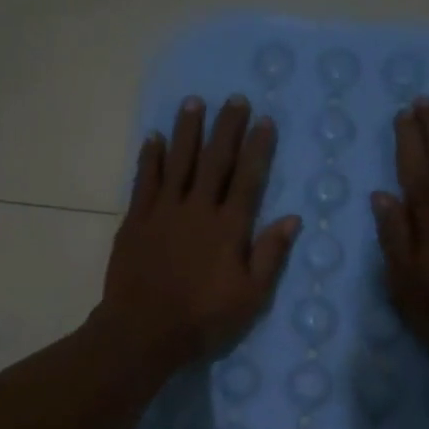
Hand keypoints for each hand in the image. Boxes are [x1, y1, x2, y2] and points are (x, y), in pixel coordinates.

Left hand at [95, 94, 300, 374]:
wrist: (144, 330)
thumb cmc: (204, 318)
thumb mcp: (251, 296)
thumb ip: (270, 255)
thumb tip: (292, 218)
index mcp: (229, 227)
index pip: (248, 178)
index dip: (258, 148)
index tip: (264, 120)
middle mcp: (197, 209)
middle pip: (214, 161)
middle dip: (226, 128)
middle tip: (234, 98)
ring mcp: (163, 211)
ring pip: (178, 162)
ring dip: (187, 131)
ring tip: (194, 102)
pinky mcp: (136, 220)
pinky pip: (144, 181)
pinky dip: (150, 157)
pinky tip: (154, 137)